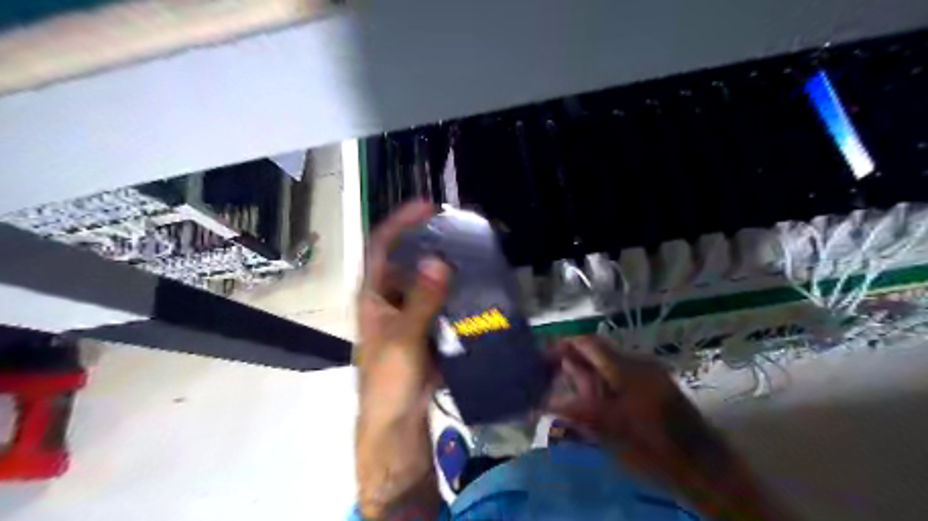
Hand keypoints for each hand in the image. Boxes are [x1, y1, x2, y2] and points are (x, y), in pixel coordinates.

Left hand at [356, 201, 449, 518]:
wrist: (397, 419)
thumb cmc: (389, 379)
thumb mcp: (404, 338)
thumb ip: (422, 301)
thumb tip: (439, 261)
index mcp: (373, 295)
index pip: (383, 247)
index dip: (401, 223)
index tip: (427, 206)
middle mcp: (389, 297)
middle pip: (406, 259)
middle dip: (428, 241)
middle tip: (456, 228)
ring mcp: (407, 312)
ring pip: (425, 279)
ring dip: (443, 265)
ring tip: (468, 251)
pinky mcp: (424, 326)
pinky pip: (438, 300)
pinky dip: (452, 290)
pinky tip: (471, 284)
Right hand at [546, 336, 793, 517]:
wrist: (705, 468)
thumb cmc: (654, 450)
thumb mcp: (610, 432)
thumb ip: (576, 411)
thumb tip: (543, 402)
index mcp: (627, 370)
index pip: (588, 343)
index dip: (563, 345)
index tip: (543, 358)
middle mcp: (638, 364)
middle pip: (598, 352)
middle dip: (573, 361)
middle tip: (552, 378)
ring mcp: (650, 373)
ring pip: (609, 364)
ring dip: (588, 373)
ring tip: (571, 394)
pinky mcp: (656, 385)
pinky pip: (621, 375)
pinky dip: (603, 383)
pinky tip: (596, 403)